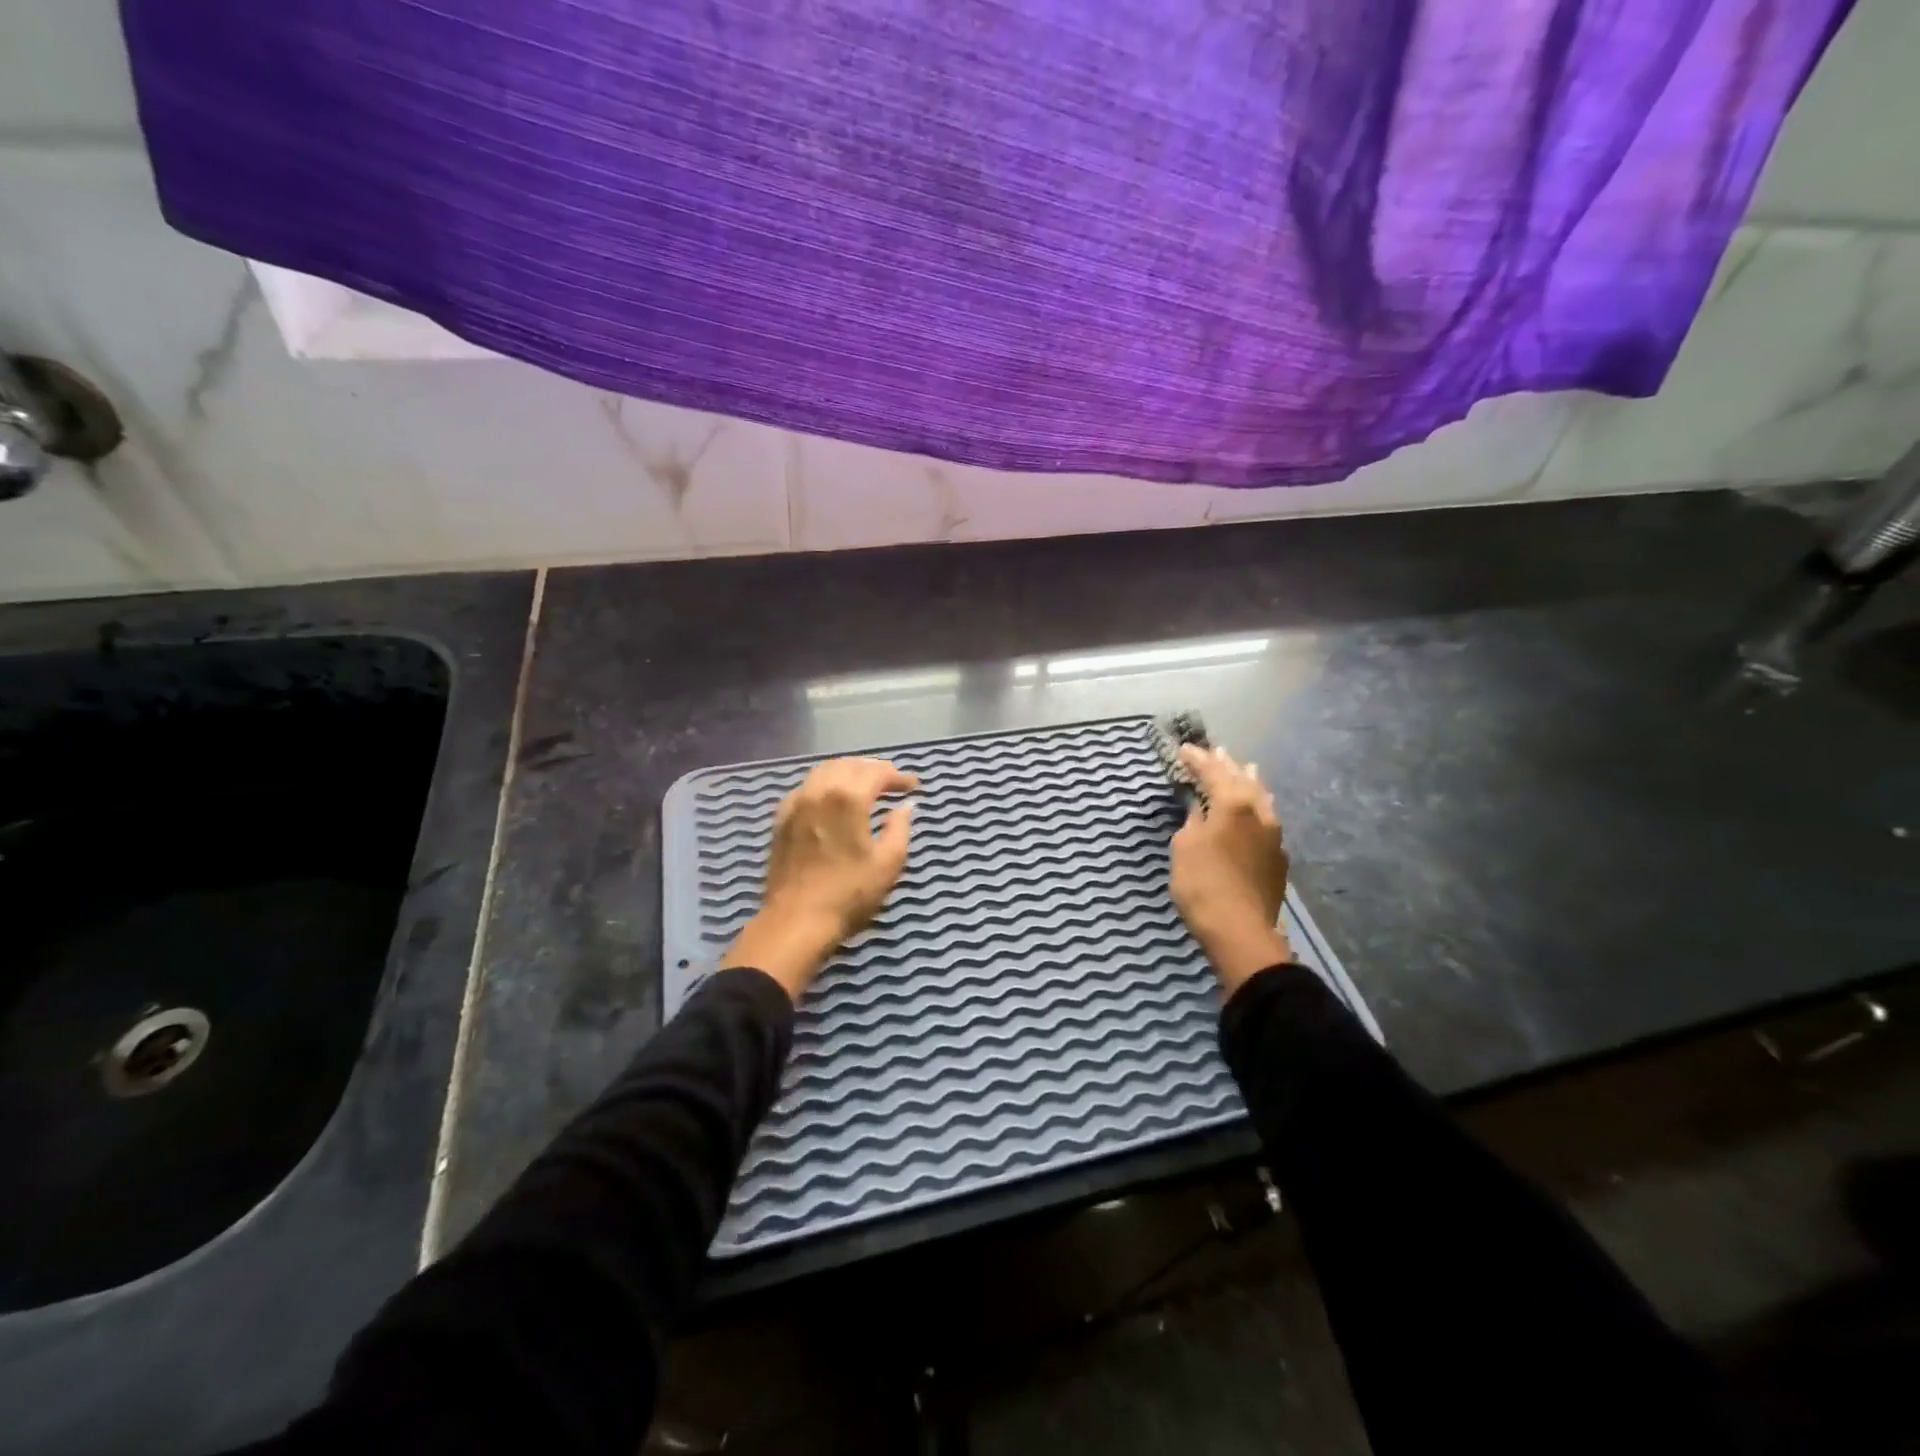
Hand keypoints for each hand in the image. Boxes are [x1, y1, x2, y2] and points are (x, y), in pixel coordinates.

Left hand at [721, 757, 919, 1000]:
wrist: (796, 921)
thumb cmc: (849, 894)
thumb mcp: (888, 863)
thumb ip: (900, 828)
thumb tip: (905, 807)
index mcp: (848, 798)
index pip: (877, 773)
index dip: (898, 776)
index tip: (913, 786)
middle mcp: (820, 790)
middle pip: (849, 765)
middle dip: (873, 770)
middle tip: (892, 783)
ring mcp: (796, 803)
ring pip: (825, 771)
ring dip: (848, 772)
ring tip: (864, 785)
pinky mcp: (782, 818)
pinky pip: (806, 787)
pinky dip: (825, 784)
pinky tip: (832, 798)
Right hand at [1170, 744, 1293, 994]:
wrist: (1240, 931)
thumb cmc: (1202, 884)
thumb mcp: (1185, 846)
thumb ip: (1194, 821)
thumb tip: (1202, 810)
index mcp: (1233, 803)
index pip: (1213, 771)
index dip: (1198, 759)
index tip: (1184, 749)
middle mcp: (1259, 812)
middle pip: (1242, 780)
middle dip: (1227, 765)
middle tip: (1217, 751)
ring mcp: (1274, 835)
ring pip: (1261, 798)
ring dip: (1249, 782)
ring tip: (1246, 769)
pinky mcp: (1278, 857)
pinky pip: (1267, 819)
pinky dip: (1256, 807)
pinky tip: (1254, 811)